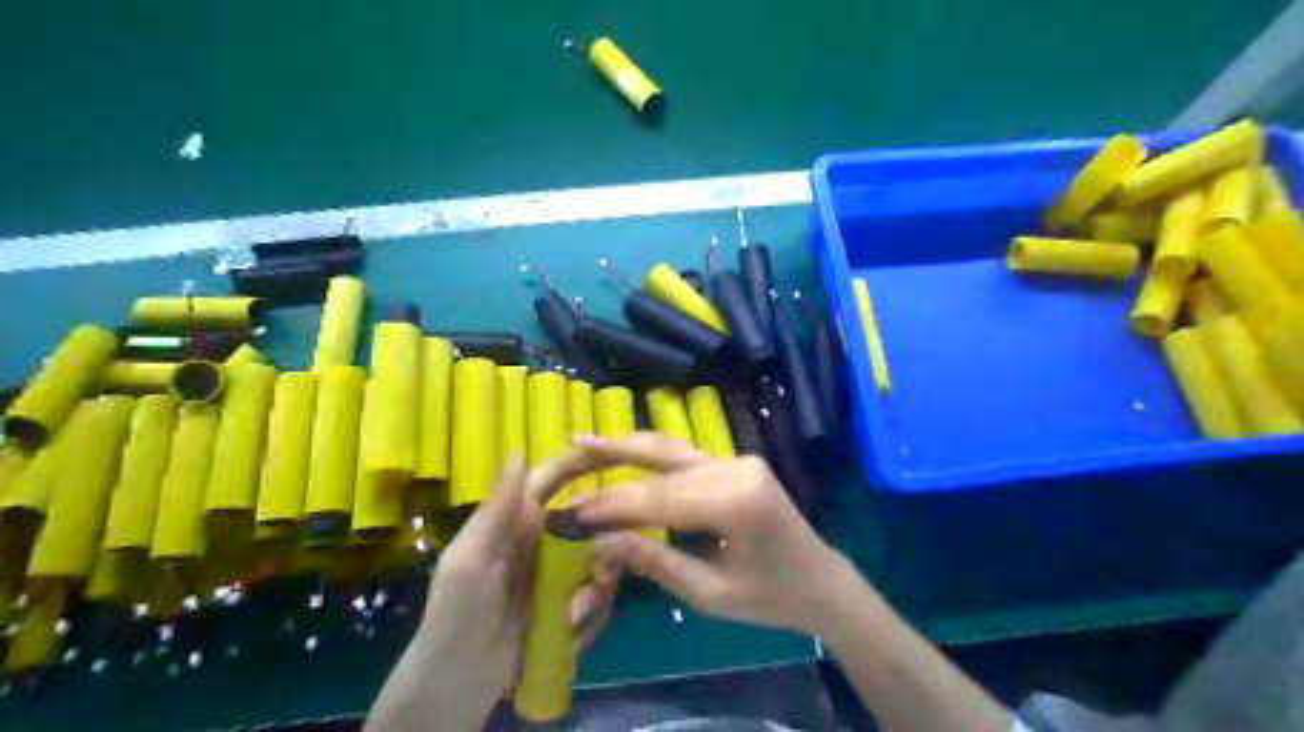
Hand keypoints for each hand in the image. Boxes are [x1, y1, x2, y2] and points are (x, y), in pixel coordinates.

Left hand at [361, 458, 615, 731]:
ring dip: (599, 581)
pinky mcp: (569, 601)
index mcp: (519, 519)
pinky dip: (595, 608)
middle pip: (591, 517)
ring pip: (601, 556)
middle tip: (604, 567)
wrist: (458, 681)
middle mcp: (544, 537)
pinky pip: (598, 591)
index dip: (583, 460)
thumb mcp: (470, 560)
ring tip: (578, 612)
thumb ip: (496, 510)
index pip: (555, 477)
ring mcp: (559, 570)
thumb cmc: (456, 614)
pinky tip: (575, 628)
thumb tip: (517, 452)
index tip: (619, 452)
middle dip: (607, 535)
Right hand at [571, 434, 857, 635]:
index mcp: (736, 503)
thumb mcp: (711, 594)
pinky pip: (686, 455)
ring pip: (673, 448)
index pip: (659, 499)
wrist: (821, 581)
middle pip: (663, 463)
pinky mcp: (737, 462)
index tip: (571, 511)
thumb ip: (656, 562)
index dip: (612, 505)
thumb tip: (601, 544)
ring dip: (627, 446)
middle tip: (568, 455)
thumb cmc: (771, 599)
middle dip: (611, 464)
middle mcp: (736, 469)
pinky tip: (624, 448)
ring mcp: (738, 461)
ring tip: (585, 441)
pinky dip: (651, 455)